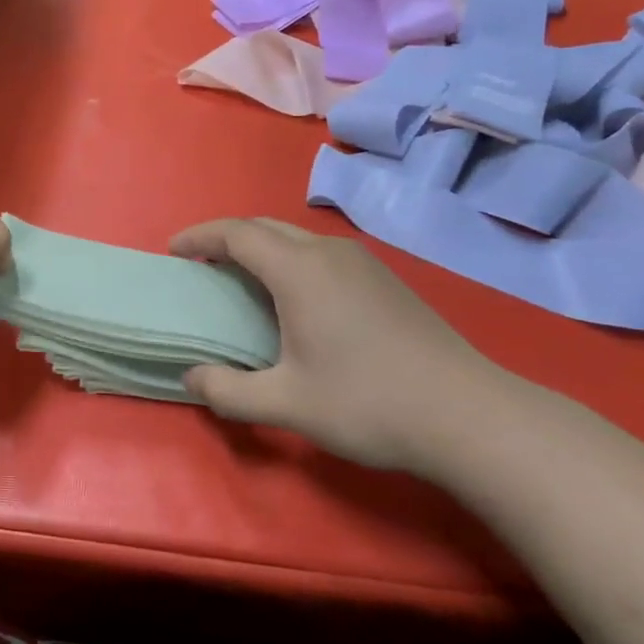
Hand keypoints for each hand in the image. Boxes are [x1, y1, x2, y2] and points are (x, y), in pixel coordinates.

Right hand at [171, 218, 510, 470]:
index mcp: (300, 270)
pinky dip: (289, 261)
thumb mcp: (287, 404)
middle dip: (226, 238)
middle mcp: (329, 253)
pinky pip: (321, 254)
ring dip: (260, 248)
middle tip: (201, 265)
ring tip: (241, 280)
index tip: (173, 251)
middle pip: (265, 227)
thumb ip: (228, 391)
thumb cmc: (368, 403)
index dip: (200, 237)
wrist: (470, 416)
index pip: (236, 233)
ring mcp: (363, 263)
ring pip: (296, 238)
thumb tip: (192, 377)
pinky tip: (294, 299)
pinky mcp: (385, 280)